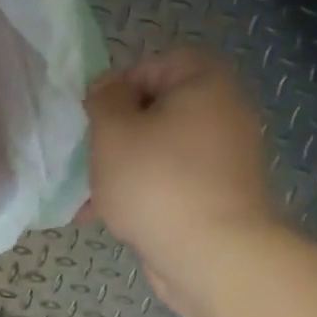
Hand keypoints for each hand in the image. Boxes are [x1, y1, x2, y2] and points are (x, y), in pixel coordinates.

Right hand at [85, 49, 276, 301]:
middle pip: (158, 109)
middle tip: (90, 155)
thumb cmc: (156, 182)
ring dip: (123, 166)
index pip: (157, 63)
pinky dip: (142, 191)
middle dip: (117, 132)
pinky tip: (109, 216)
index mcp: (205, 84)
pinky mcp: (219, 194)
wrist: (211, 253)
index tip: (93, 117)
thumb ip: (104, 101)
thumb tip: (108, 88)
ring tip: (91, 194)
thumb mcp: (113, 132)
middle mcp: (224, 113)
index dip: (119, 84)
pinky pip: (171, 180)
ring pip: (160, 148)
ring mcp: (225, 157)